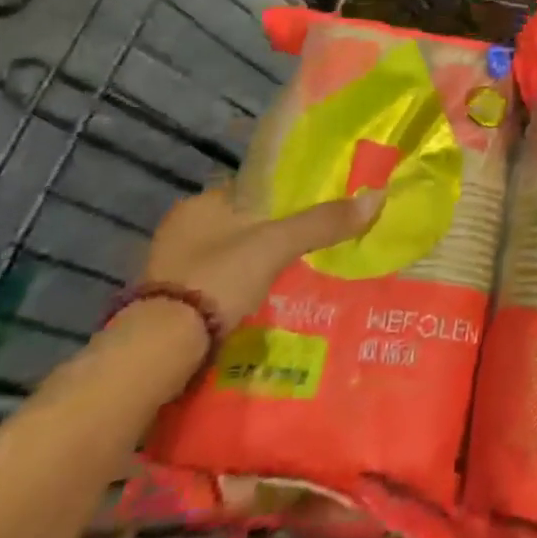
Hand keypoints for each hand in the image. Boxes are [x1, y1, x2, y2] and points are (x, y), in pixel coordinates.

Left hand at [142, 184, 382, 328]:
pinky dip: (239, 292)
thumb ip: (324, 221)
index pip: (251, 187)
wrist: (157, 350)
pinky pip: (217, 287)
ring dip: (255, 266)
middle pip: (241, 223)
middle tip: (309, 246)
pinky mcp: (170, 303)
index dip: (283, 195)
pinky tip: (264, 303)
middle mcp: (182, 229)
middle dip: (271, 235)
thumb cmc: (217, 278)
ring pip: (229, 257)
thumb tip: (379, 195)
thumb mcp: (278, 244)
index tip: (312, 208)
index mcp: (202, 203)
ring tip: (295, 276)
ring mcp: (172, 269)